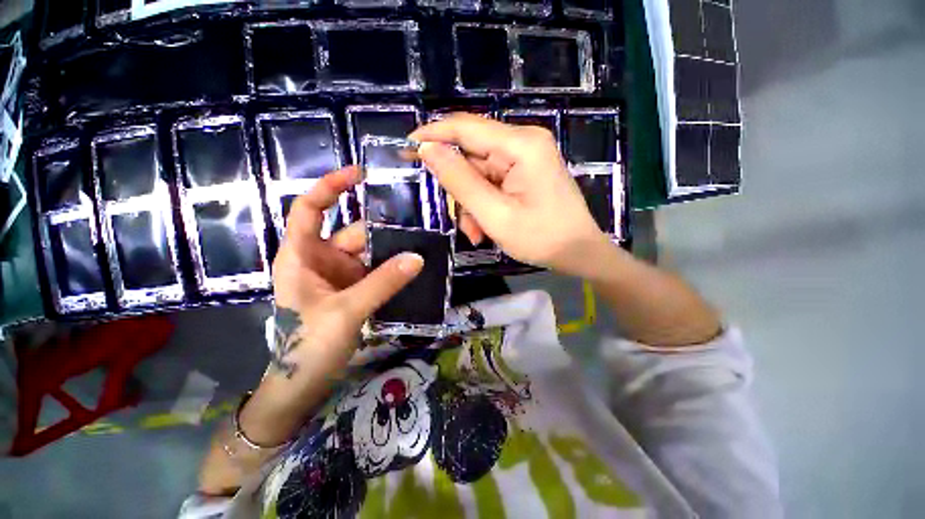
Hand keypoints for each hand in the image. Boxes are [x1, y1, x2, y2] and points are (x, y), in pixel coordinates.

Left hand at [241, 166, 423, 444]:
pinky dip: (392, 268)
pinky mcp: (353, 290)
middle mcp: (320, 259)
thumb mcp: (346, 311)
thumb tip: (418, 257)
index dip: (331, 187)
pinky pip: (375, 271)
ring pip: (368, 253)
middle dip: (381, 228)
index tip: (360, 174)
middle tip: (416, 221)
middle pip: (352, 232)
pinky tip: (412, 266)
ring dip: (391, 250)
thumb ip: (383, 282)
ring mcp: (339, 275)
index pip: (309, 208)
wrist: (302, 384)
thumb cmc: (308, 346)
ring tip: (421, 243)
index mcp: (302, 255)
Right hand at [410, 113, 613, 277]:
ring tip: (476, 232)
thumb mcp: (494, 214)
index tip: (405, 149)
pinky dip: (482, 205)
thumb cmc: (541, 238)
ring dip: (470, 204)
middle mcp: (523, 143)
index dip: (432, 135)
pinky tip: (485, 228)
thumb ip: (460, 181)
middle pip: (471, 155)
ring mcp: (524, 158)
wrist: (578, 253)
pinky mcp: (524, 173)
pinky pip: (491, 183)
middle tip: (458, 221)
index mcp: (520, 145)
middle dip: (459, 191)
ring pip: (478, 174)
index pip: (465, 127)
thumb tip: (428, 150)